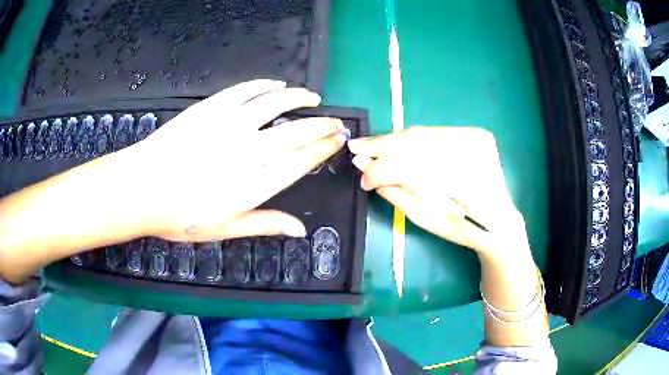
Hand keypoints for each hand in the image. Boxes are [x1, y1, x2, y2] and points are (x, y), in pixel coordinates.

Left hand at [126, 79, 346, 241]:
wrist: (141, 188)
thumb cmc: (180, 215)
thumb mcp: (224, 229)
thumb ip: (264, 224)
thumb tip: (300, 230)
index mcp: (253, 184)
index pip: (300, 162)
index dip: (322, 150)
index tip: (337, 141)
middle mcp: (247, 151)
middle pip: (296, 132)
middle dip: (322, 125)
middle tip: (336, 122)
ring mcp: (228, 125)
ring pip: (275, 104)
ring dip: (299, 98)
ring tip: (313, 97)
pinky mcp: (211, 108)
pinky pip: (245, 91)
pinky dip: (265, 86)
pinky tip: (277, 85)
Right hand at [348, 126, 528, 257]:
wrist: (499, 220)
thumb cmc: (461, 227)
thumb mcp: (424, 219)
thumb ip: (395, 193)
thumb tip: (365, 171)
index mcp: (460, 185)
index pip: (408, 167)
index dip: (380, 169)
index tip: (361, 176)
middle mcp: (471, 152)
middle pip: (415, 142)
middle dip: (381, 145)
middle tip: (356, 147)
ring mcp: (476, 139)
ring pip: (424, 134)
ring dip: (396, 140)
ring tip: (373, 145)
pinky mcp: (477, 133)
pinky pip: (438, 133)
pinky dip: (417, 139)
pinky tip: (402, 145)